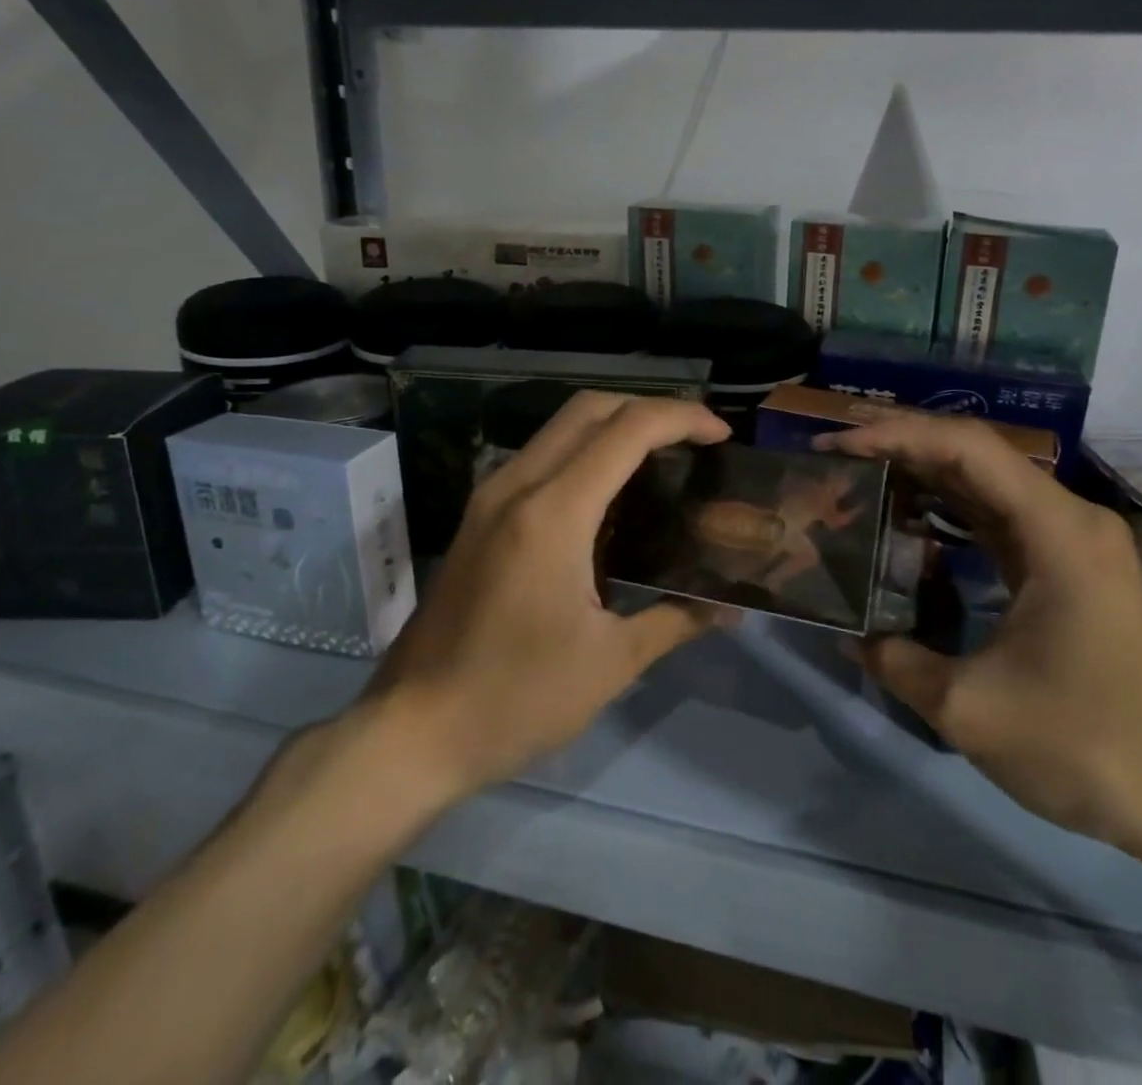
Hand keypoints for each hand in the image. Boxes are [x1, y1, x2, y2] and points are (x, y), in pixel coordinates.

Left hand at [361, 392, 732, 809]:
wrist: (410, 733)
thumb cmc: (514, 699)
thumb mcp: (610, 664)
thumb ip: (676, 620)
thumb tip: (731, 609)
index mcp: (552, 513)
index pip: (627, 429)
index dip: (682, 418)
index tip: (722, 435)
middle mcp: (517, 486)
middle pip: (590, 408)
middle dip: (650, 409)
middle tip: (696, 440)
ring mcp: (490, 497)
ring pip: (561, 426)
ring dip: (616, 426)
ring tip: (663, 459)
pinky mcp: (479, 516)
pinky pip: (542, 456)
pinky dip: (586, 451)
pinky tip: (613, 496)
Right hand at [818, 414, 1141, 863]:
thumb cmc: (1090, 746)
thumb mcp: (971, 709)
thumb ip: (896, 660)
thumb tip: (847, 634)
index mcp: (1056, 529)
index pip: (966, 447)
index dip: (896, 435)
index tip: (837, 447)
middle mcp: (1069, 518)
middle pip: (975, 455)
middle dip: (901, 447)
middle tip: (835, 458)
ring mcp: (1073, 541)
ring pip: (986, 484)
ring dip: (924, 476)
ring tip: (860, 479)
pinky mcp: (1069, 568)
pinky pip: (1000, 518)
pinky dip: (950, 512)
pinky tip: (909, 521)